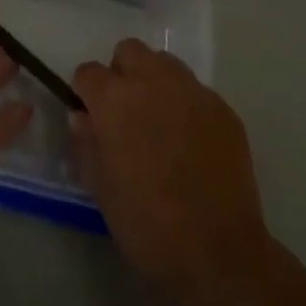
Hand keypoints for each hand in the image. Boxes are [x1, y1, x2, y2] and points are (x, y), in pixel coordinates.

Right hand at [72, 39, 270, 300]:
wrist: (218, 254)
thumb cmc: (147, 225)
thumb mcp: (101, 189)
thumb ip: (86, 143)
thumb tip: (82, 117)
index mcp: (115, 99)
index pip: (88, 72)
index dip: (86, 93)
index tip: (91, 117)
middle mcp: (153, 81)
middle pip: (129, 51)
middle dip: (121, 74)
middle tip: (125, 113)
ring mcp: (192, 91)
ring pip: (165, 64)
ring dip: (155, 82)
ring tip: (160, 122)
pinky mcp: (223, 108)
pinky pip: (196, 91)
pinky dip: (186, 105)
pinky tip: (191, 142)